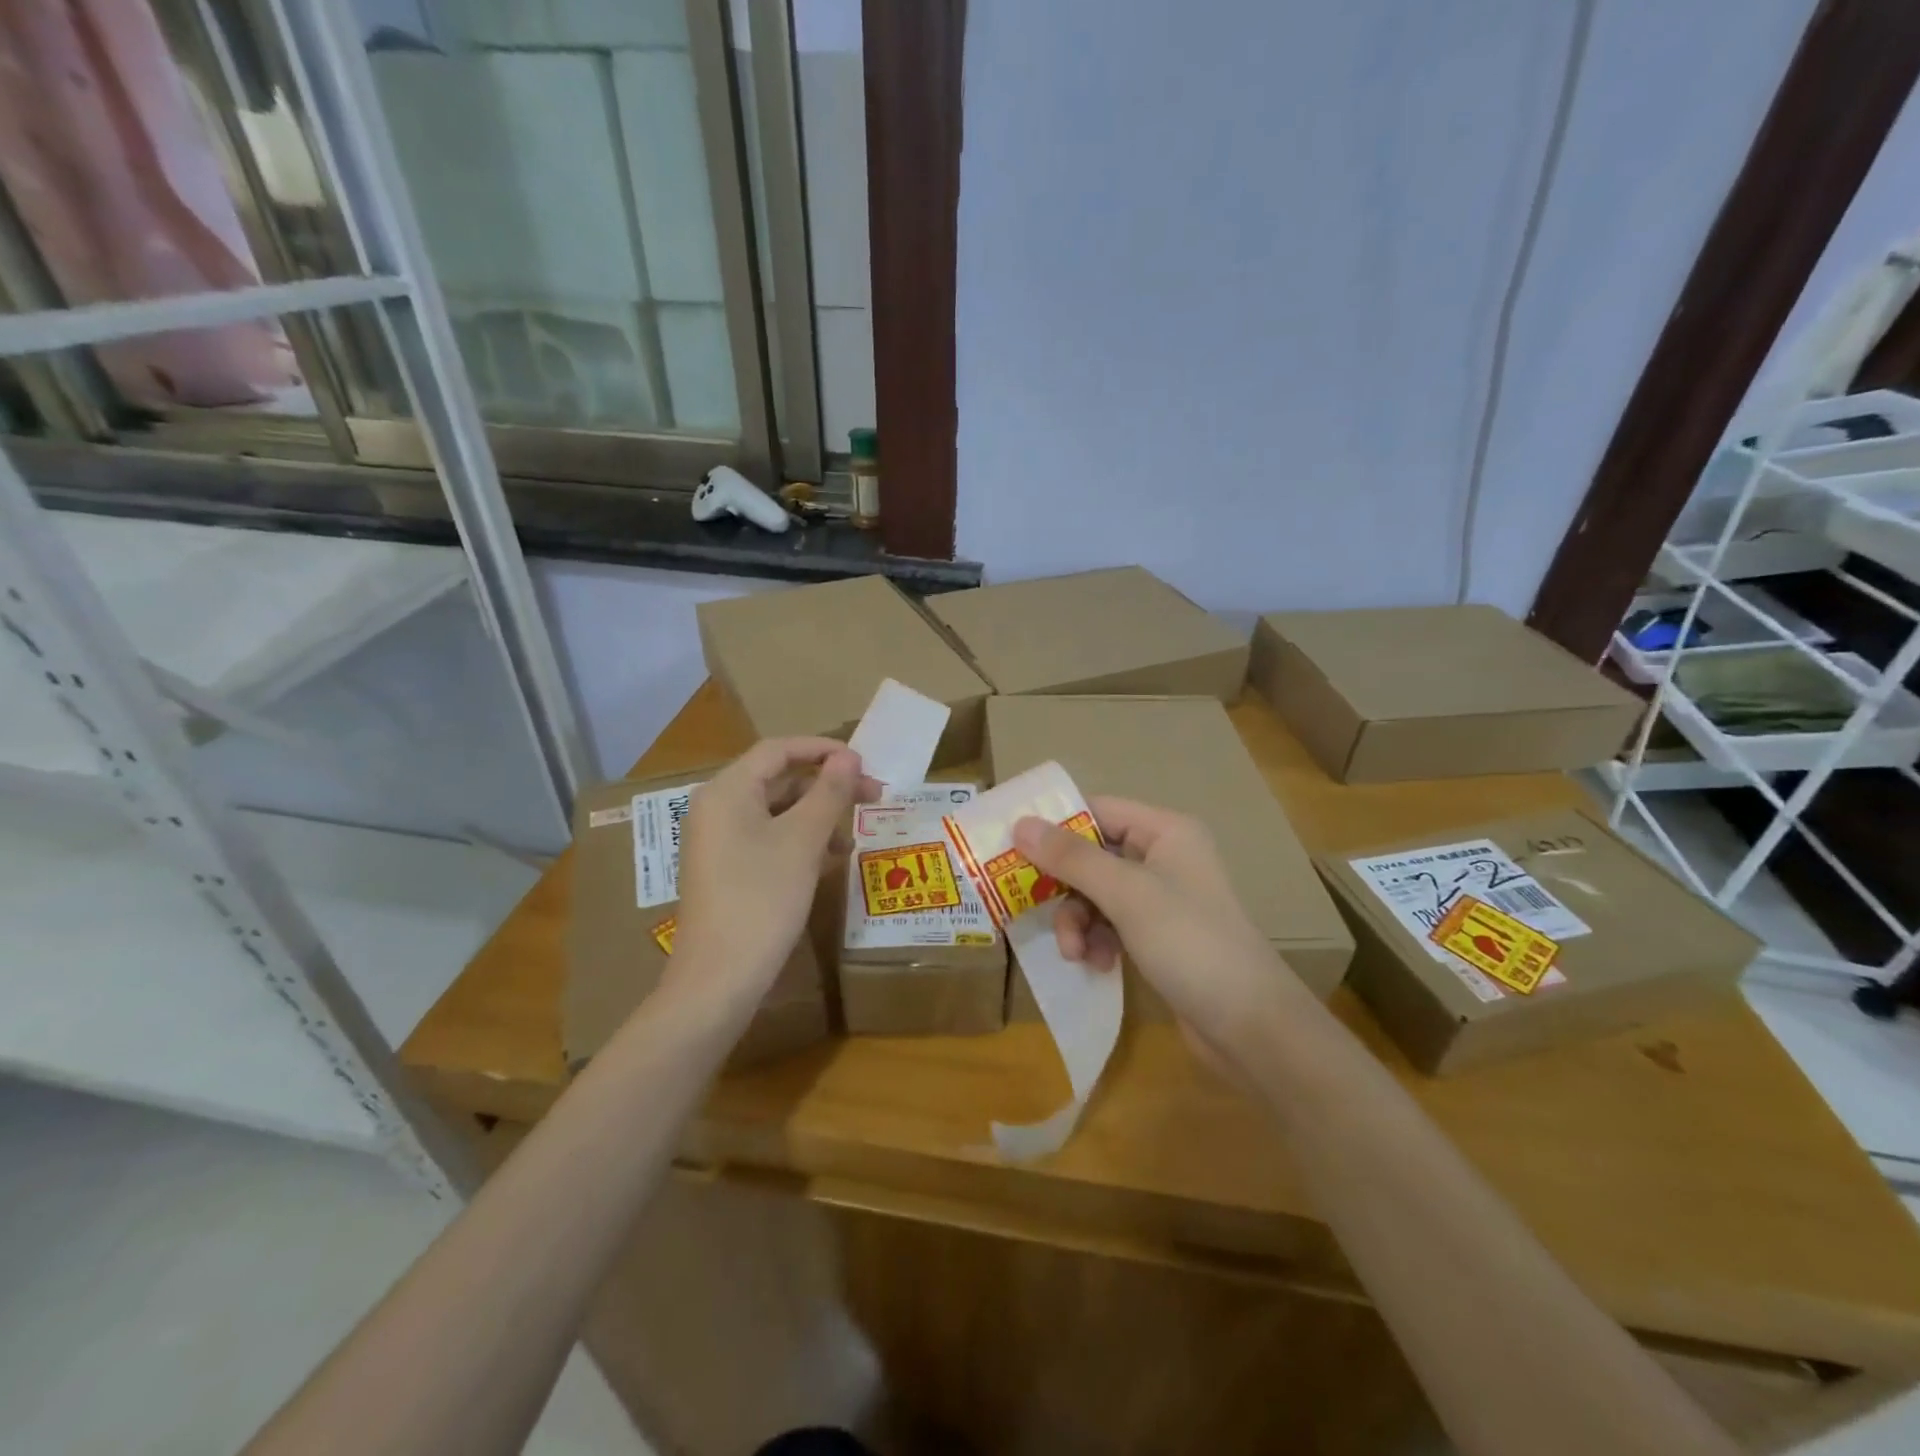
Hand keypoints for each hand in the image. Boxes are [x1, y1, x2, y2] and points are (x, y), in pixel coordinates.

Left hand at [670, 738, 878, 1007]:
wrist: (720, 978)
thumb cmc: (763, 898)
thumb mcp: (803, 841)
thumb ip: (829, 792)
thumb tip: (849, 756)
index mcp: (728, 790)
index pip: (779, 749)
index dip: (823, 749)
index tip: (863, 762)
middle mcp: (717, 807)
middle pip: (778, 780)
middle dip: (826, 787)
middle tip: (872, 797)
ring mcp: (718, 840)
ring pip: (775, 811)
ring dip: (817, 816)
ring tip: (852, 837)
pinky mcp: (725, 869)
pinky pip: (766, 838)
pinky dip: (799, 841)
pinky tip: (828, 861)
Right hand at [1012, 797, 1309, 1072]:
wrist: (1249, 1026)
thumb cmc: (1189, 942)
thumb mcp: (1126, 895)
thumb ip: (1071, 858)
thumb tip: (1020, 823)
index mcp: (1166, 831)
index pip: (1098, 811)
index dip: (1056, 827)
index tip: (1014, 849)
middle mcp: (1165, 857)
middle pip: (1093, 856)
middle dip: (1066, 889)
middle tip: (1033, 908)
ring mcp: (1163, 899)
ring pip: (1097, 895)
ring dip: (1078, 922)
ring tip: (1076, 953)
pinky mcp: (1160, 936)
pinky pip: (1112, 924)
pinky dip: (1098, 941)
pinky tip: (1098, 965)